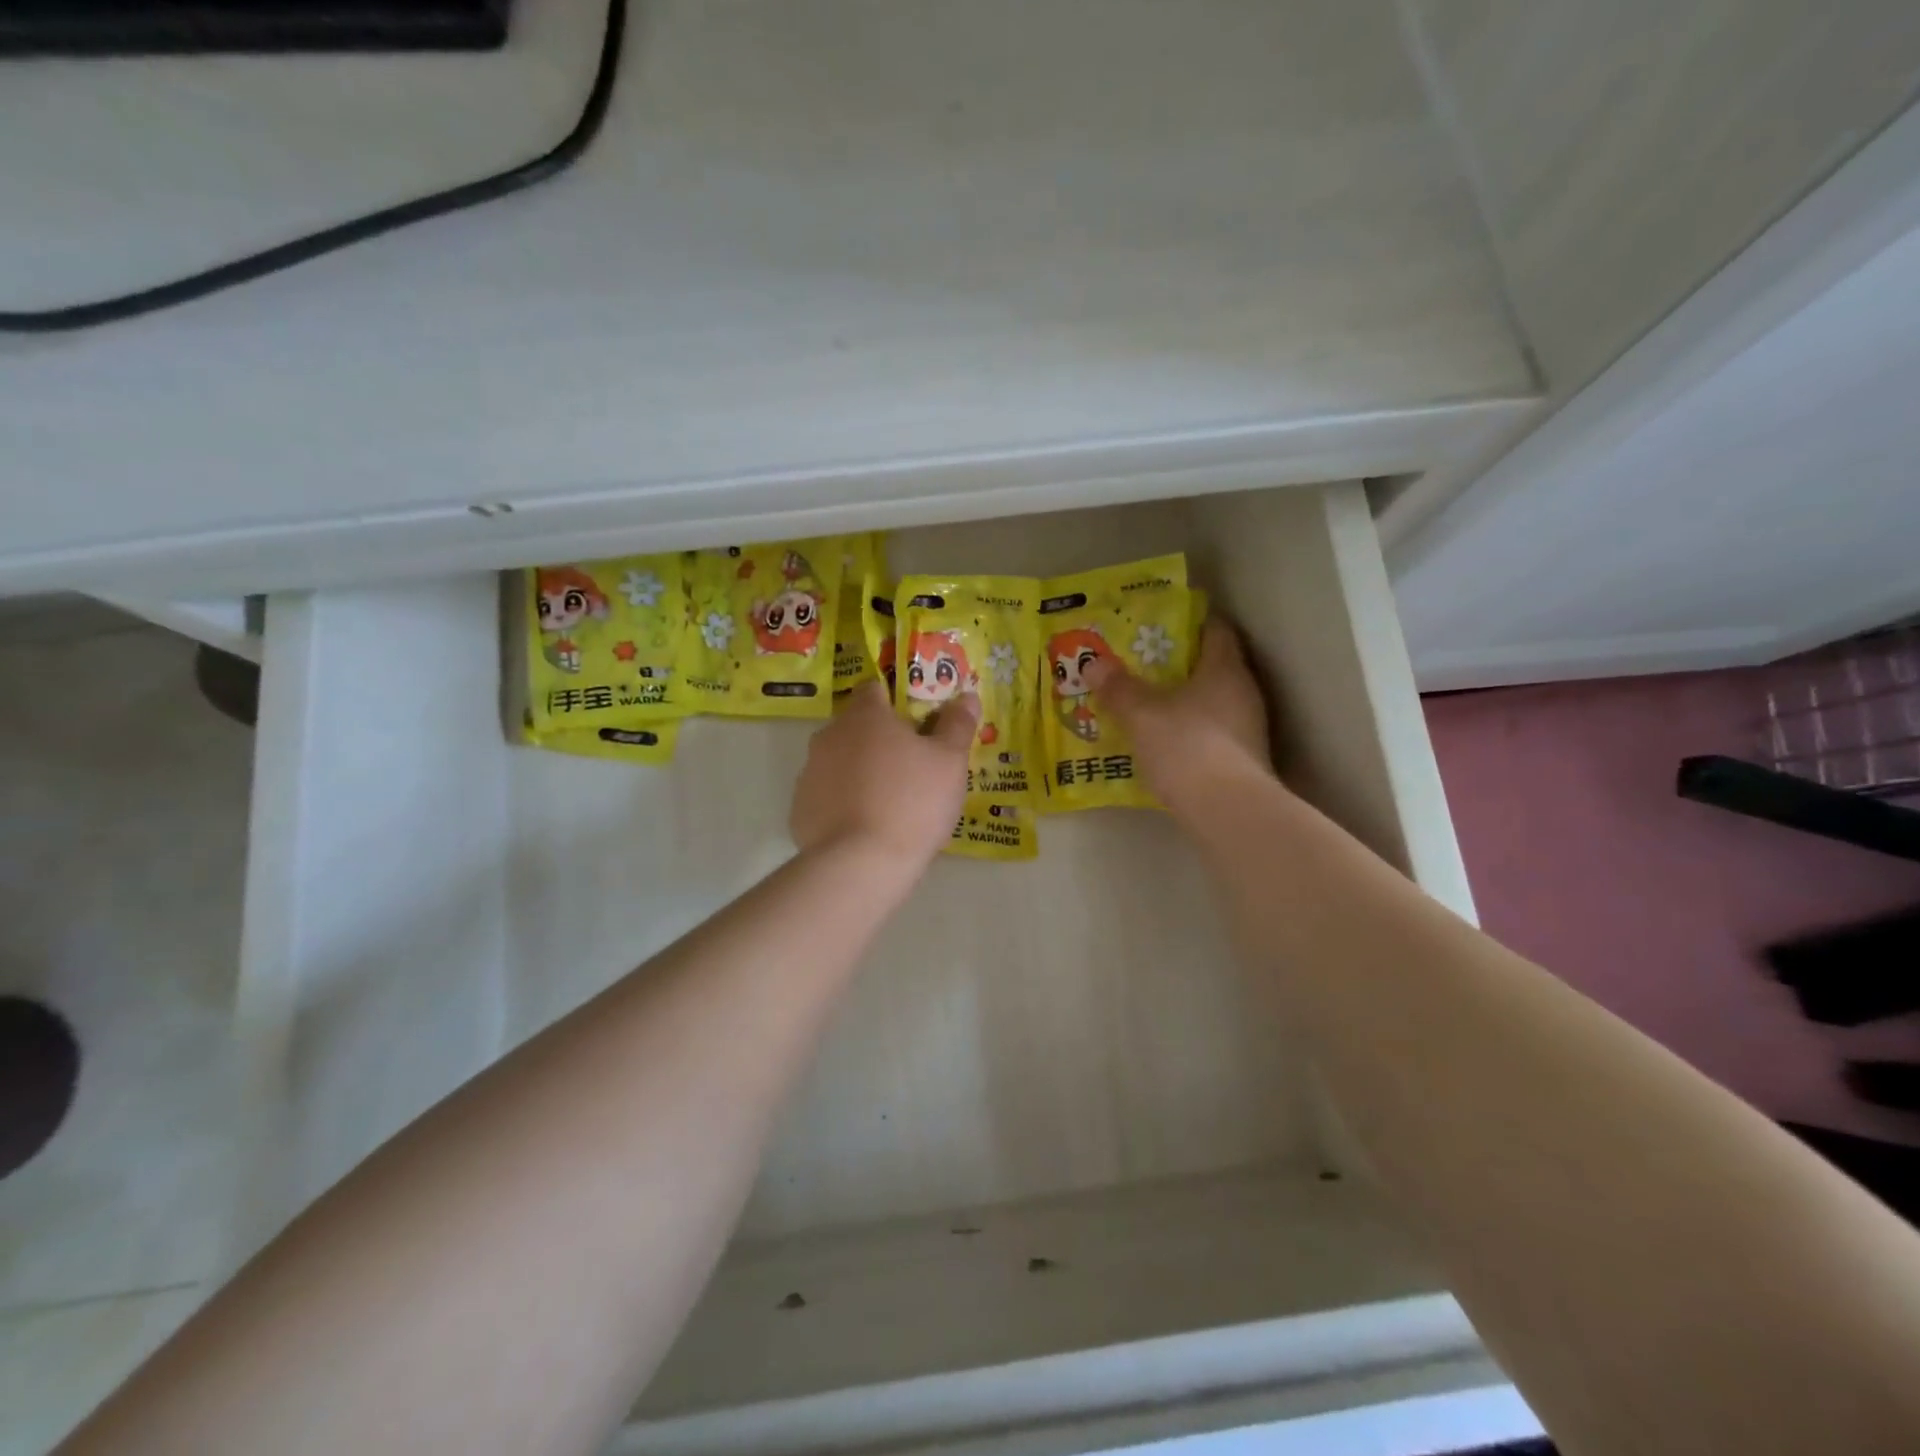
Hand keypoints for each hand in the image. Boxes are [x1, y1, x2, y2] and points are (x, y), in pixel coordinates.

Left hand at [790, 682, 978, 862]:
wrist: (860, 864)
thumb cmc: (912, 802)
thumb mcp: (950, 762)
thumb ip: (957, 725)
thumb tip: (967, 696)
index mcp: (865, 716)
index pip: (875, 689)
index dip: (897, 702)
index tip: (918, 724)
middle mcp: (830, 735)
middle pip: (856, 726)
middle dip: (880, 740)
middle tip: (911, 767)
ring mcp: (809, 772)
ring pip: (840, 761)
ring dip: (861, 771)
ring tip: (890, 802)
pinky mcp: (799, 809)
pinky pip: (827, 795)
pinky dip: (844, 803)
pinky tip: (866, 826)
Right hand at [1083, 617, 1273, 813]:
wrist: (1228, 810)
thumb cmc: (1186, 746)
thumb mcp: (1141, 715)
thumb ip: (1118, 688)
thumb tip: (1093, 663)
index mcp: (1225, 668)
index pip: (1215, 629)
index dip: (1189, 622)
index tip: (1159, 625)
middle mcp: (1244, 692)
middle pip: (1212, 666)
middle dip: (1178, 665)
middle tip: (1142, 665)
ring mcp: (1249, 728)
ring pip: (1212, 701)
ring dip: (1184, 701)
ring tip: (1147, 703)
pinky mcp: (1245, 759)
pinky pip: (1213, 732)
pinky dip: (1190, 730)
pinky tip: (1164, 742)